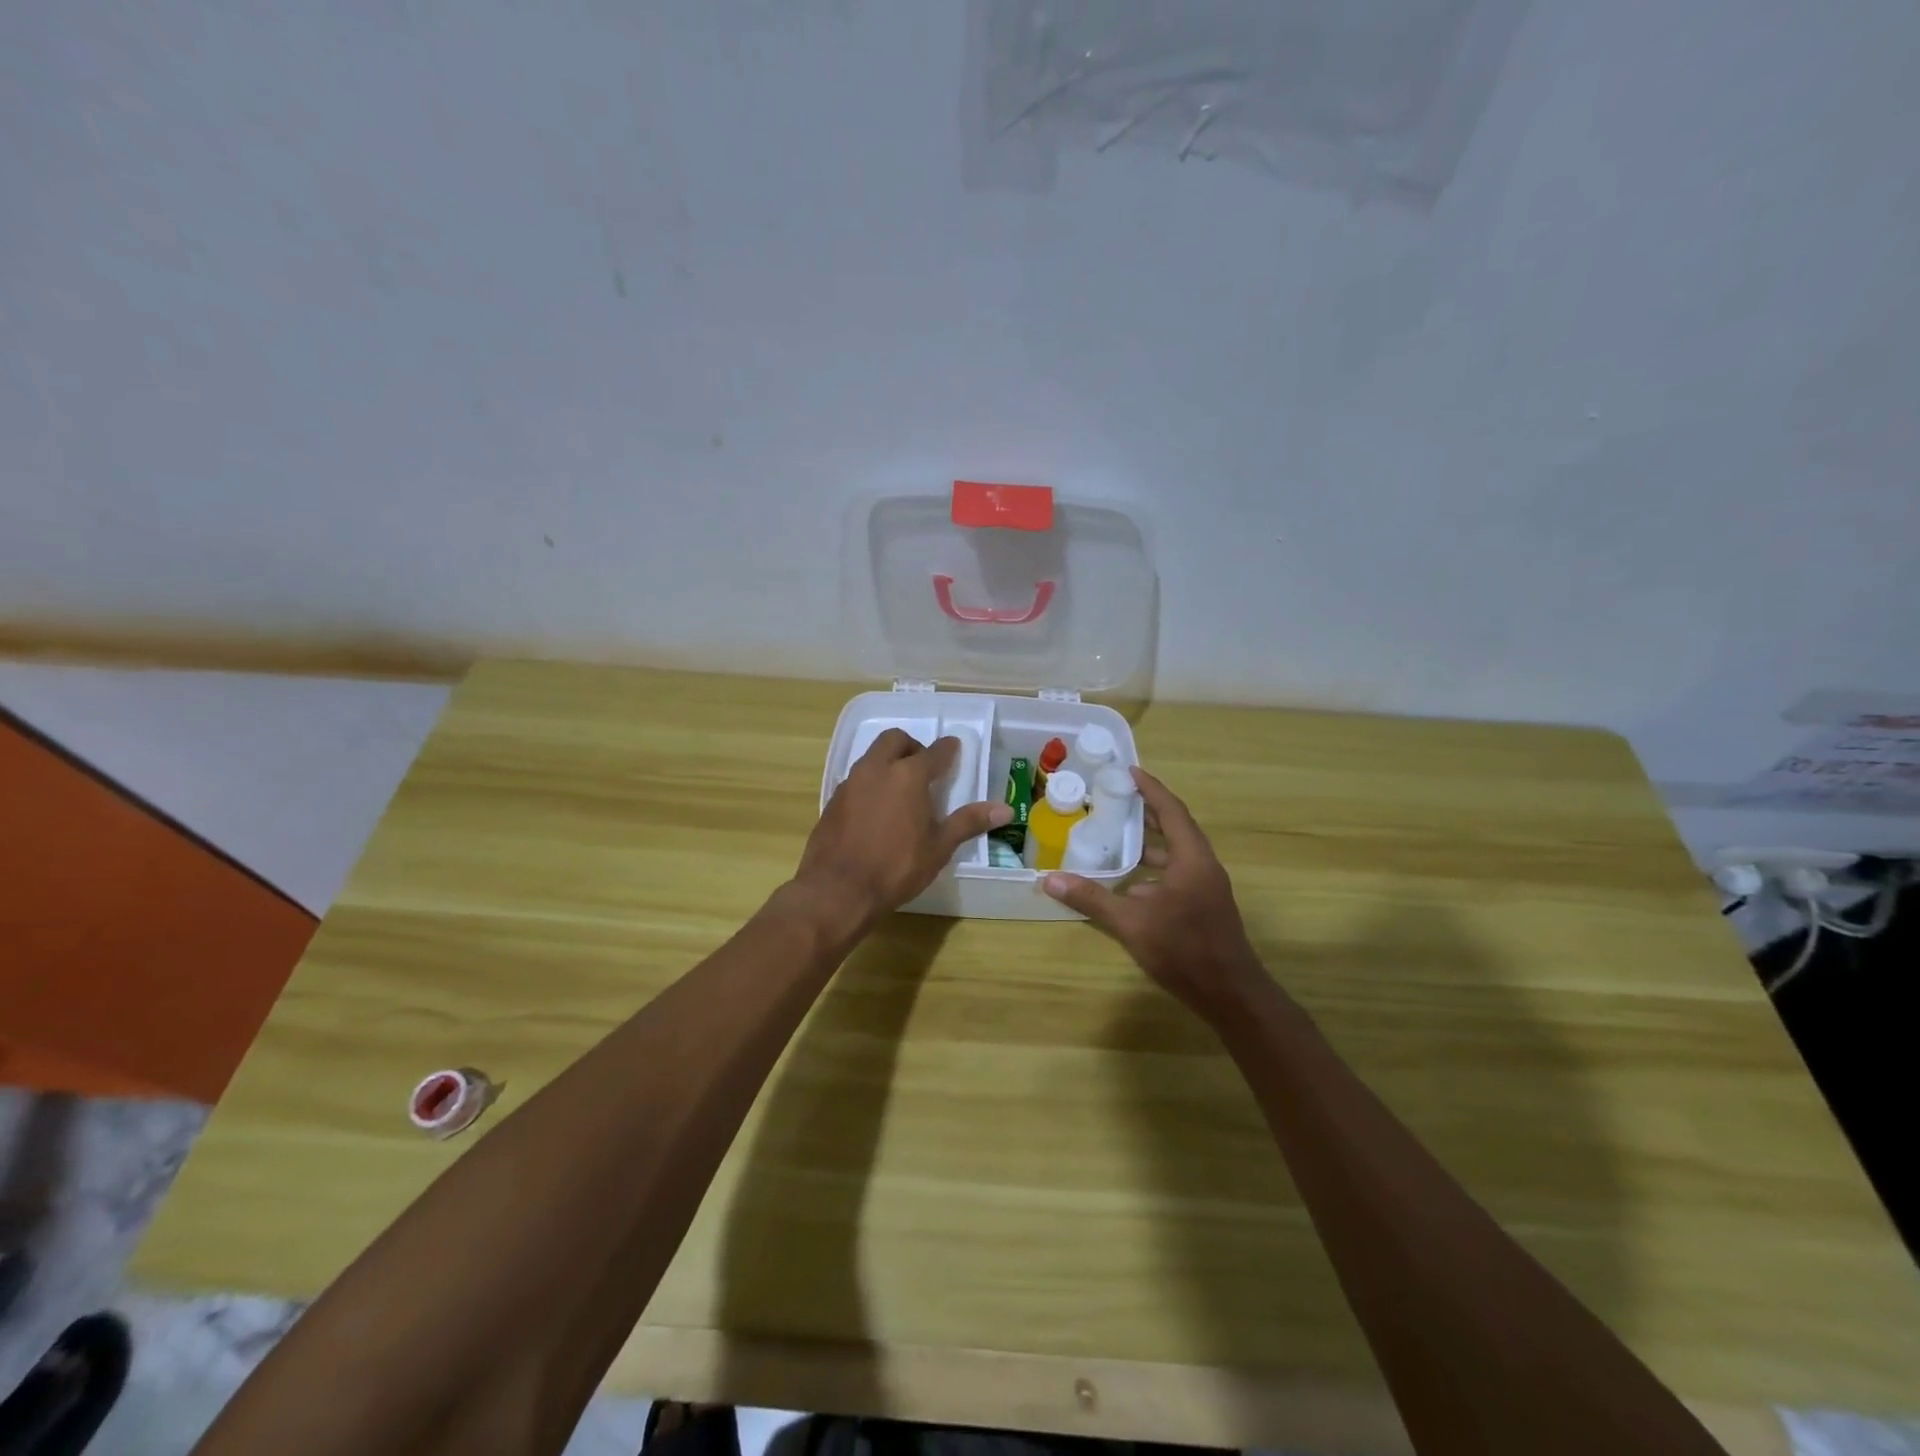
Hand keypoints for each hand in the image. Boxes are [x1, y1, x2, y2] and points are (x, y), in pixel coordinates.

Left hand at [794, 729, 1009, 934]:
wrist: (838, 889)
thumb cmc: (897, 867)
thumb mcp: (939, 847)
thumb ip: (969, 822)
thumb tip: (1005, 810)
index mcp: (908, 775)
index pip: (934, 752)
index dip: (947, 749)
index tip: (954, 748)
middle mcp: (877, 769)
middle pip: (894, 740)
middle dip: (912, 746)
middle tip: (923, 766)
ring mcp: (851, 783)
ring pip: (871, 757)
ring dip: (888, 762)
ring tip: (901, 788)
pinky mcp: (833, 801)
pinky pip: (856, 780)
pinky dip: (871, 783)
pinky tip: (876, 809)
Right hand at [1043, 767, 1265, 1022]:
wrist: (1230, 995)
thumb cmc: (1184, 950)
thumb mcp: (1131, 923)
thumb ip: (1092, 899)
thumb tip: (1050, 879)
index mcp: (1192, 859)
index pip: (1171, 811)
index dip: (1151, 789)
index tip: (1129, 771)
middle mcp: (1202, 866)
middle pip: (1175, 827)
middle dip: (1148, 811)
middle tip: (1116, 799)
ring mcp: (1206, 888)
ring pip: (1176, 853)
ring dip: (1150, 843)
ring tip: (1117, 836)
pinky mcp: (1203, 906)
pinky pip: (1176, 874)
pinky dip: (1153, 869)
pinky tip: (1129, 883)